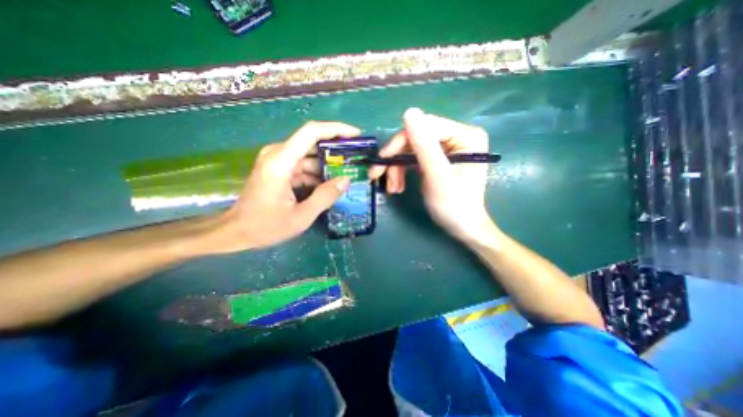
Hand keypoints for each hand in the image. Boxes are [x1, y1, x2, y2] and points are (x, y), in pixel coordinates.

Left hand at [210, 121, 360, 251]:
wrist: (237, 232)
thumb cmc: (265, 226)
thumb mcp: (301, 216)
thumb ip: (325, 197)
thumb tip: (346, 180)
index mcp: (281, 162)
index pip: (311, 132)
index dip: (336, 129)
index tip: (356, 135)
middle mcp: (278, 154)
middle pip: (312, 143)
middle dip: (336, 150)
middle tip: (356, 160)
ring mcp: (277, 161)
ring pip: (309, 156)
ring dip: (327, 165)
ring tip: (347, 174)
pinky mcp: (278, 169)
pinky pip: (302, 166)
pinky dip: (317, 174)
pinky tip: (330, 184)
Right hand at [369, 109, 490, 241]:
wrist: (461, 228)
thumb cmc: (454, 205)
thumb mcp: (437, 175)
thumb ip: (424, 145)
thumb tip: (409, 112)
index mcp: (466, 136)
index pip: (426, 126)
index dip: (401, 141)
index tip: (382, 159)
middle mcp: (457, 137)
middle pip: (416, 137)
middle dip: (396, 159)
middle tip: (377, 175)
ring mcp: (446, 148)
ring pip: (411, 149)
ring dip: (397, 168)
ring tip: (391, 188)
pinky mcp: (437, 159)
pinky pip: (414, 159)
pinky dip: (402, 172)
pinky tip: (397, 186)